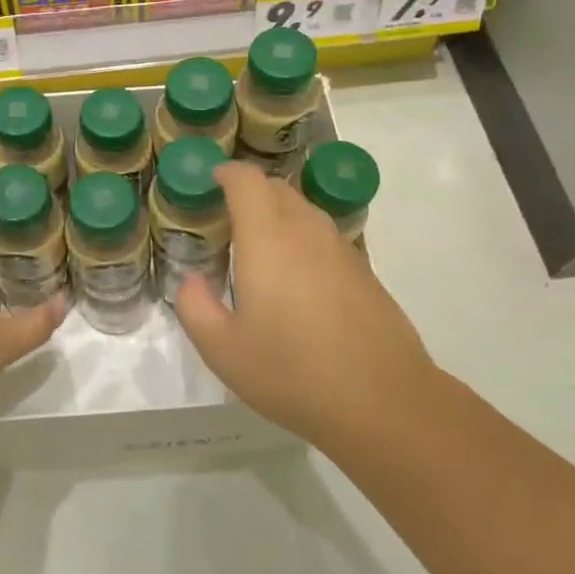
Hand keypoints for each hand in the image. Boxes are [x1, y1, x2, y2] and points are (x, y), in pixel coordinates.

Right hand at [176, 162, 432, 447]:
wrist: (382, 400)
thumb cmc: (292, 371)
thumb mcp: (223, 349)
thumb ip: (195, 307)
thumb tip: (192, 280)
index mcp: (267, 237)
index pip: (247, 181)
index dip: (227, 173)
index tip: (210, 182)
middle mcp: (307, 231)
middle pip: (278, 189)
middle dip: (250, 192)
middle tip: (226, 220)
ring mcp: (342, 249)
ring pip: (305, 212)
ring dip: (278, 216)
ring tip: (259, 250)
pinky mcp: (365, 272)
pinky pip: (325, 238)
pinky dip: (303, 241)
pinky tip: (297, 282)